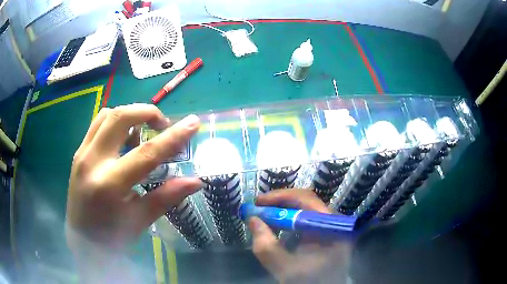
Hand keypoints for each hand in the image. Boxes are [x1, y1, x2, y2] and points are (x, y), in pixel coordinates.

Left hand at [66, 104, 201, 250]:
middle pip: (121, 118)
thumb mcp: (141, 220)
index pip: (147, 153)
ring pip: (107, 115)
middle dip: (147, 112)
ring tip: (142, 132)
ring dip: (129, 115)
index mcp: (110, 185)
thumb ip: (166, 197)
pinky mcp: (78, 152)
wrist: (82, 240)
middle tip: (163, 124)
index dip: (174, 136)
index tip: (194, 122)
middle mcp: (93, 162)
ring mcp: (82, 154)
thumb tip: (195, 182)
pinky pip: (97, 124)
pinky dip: (115, 122)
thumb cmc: (112, 236)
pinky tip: (123, 139)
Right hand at [248, 189, 352, 282]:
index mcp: (331, 227)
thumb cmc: (310, 281)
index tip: (258, 202)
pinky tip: (276, 227)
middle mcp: (334, 222)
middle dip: (278, 204)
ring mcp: (330, 227)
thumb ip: (266, 247)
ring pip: (305, 210)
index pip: (306, 200)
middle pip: (306, 202)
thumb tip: (252, 219)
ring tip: (263, 216)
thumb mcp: (286, 269)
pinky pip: (306, 220)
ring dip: (282, 212)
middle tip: (257, 208)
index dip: (280, 197)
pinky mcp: (325, 234)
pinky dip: (289, 221)